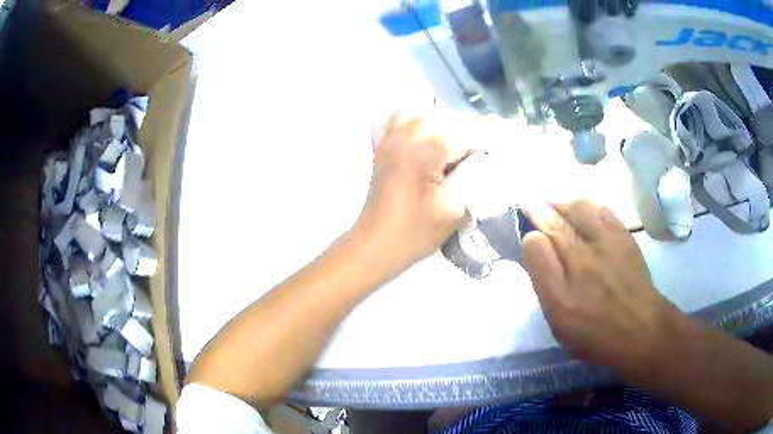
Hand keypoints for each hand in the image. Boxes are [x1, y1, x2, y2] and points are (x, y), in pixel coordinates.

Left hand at [355, 111, 470, 272]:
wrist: (375, 244)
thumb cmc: (415, 233)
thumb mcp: (453, 211)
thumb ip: (472, 178)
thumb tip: (483, 159)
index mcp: (422, 154)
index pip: (460, 134)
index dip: (480, 143)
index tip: (490, 156)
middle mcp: (403, 139)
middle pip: (439, 116)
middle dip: (461, 130)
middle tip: (472, 152)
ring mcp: (387, 142)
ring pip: (414, 111)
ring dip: (436, 121)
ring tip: (448, 143)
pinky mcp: (378, 149)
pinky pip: (390, 121)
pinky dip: (405, 120)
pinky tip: (418, 133)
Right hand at [521, 200, 681, 373]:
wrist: (641, 330)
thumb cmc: (596, 334)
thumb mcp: (561, 324)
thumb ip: (545, 286)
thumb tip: (534, 250)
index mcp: (561, 288)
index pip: (535, 246)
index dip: (527, 236)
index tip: (524, 233)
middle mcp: (582, 259)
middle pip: (555, 223)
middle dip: (538, 209)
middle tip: (529, 202)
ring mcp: (605, 244)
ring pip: (578, 209)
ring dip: (561, 201)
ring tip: (552, 199)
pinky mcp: (624, 238)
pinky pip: (603, 210)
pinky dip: (589, 204)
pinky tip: (583, 206)